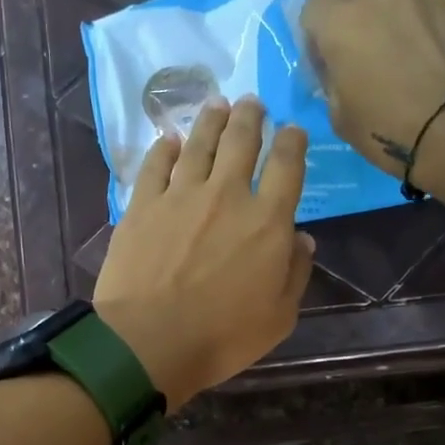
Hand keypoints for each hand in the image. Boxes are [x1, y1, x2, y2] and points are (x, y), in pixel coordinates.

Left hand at [94, 94, 314, 407]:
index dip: (293, 142)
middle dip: (250, 117)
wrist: (149, 342)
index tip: (293, 130)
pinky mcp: (142, 205)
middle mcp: (226, 195)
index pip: (287, 166)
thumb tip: (301, 238)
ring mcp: (180, 195)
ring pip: (199, 144)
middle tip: (251, 103)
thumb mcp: (279, 317)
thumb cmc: (221, 337)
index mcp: (267, 221)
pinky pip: (155, 166)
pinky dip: (163, 149)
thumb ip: (295, 273)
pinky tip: (167, 140)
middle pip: (242, 141)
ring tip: (217, 104)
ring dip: (211, 120)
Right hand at [300, 0, 444, 179]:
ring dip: (399, 20)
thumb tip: (341, 68)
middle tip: (370, 58)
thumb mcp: (338, 115)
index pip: (314, 10)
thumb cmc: (388, 130)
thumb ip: (333, 78)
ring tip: (415, 57)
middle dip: (358, 21)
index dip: (317, 38)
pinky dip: (438, 28)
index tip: (329, 64)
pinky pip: (442, 9)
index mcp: (342, 21)